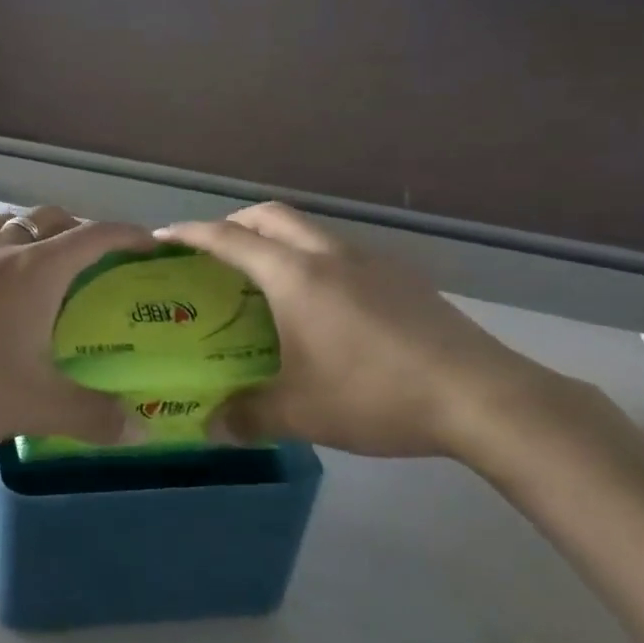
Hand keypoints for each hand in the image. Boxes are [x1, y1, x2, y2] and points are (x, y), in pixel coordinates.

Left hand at [0, 206, 154, 446]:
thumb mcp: (34, 405)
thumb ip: (91, 415)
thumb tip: (138, 430)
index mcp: (35, 270)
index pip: (94, 235)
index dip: (127, 234)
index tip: (148, 243)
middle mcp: (0, 249)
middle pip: (50, 218)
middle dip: (81, 229)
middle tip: (96, 260)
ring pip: (9, 223)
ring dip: (34, 232)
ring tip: (42, 266)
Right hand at [156, 203, 557, 457]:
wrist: (481, 397)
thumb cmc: (376, 395)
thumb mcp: (301, 413)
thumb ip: (248, 416)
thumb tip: (212, 426)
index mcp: (295, 276)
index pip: (230, 240)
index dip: (192, 233)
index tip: (163, 236)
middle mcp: (329, 255)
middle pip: (271, 216)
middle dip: (234, 223)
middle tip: (212, 251)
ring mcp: (371, 262)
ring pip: (310, 231)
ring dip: (277, 240)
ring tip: (263, 279)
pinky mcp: (401, 278)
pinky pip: (340, 253)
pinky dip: (312, 260)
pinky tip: (320, 305)